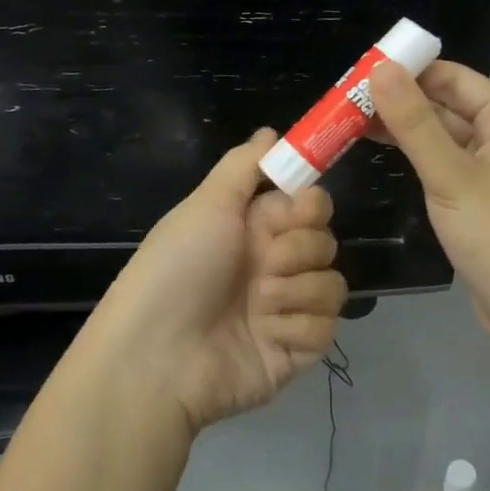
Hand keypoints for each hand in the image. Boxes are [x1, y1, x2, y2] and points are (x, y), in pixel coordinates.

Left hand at [92, 128, 348, 433]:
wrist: (157, 358)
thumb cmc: (177, 270)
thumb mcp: (206, 205)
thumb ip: (244, 166)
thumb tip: (271, 132)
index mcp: (255, 230)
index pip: (311, 205)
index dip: (310, 206)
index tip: (296, 210)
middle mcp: (274, 266)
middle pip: (326, 241)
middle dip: (299, 250)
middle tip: (266, 264)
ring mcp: (287, 310)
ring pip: (333, 284)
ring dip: (296, 291)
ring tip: (259, 306)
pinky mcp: (296, 350)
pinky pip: (326, 327)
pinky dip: (296, 327)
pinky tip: (265, 334)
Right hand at [369, 60, 489, 344]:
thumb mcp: (452, 176)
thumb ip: (415, 123)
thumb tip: (381, 68)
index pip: (455, 77)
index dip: (412, 69)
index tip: (363, 70)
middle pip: (446, 104)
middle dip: (401, 98)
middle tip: (347, 98)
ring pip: (441, 134)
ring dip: (403, 126)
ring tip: (351, 120)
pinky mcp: (477, 197)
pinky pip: (442, 162)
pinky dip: (413, 154)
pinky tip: (380, 151)